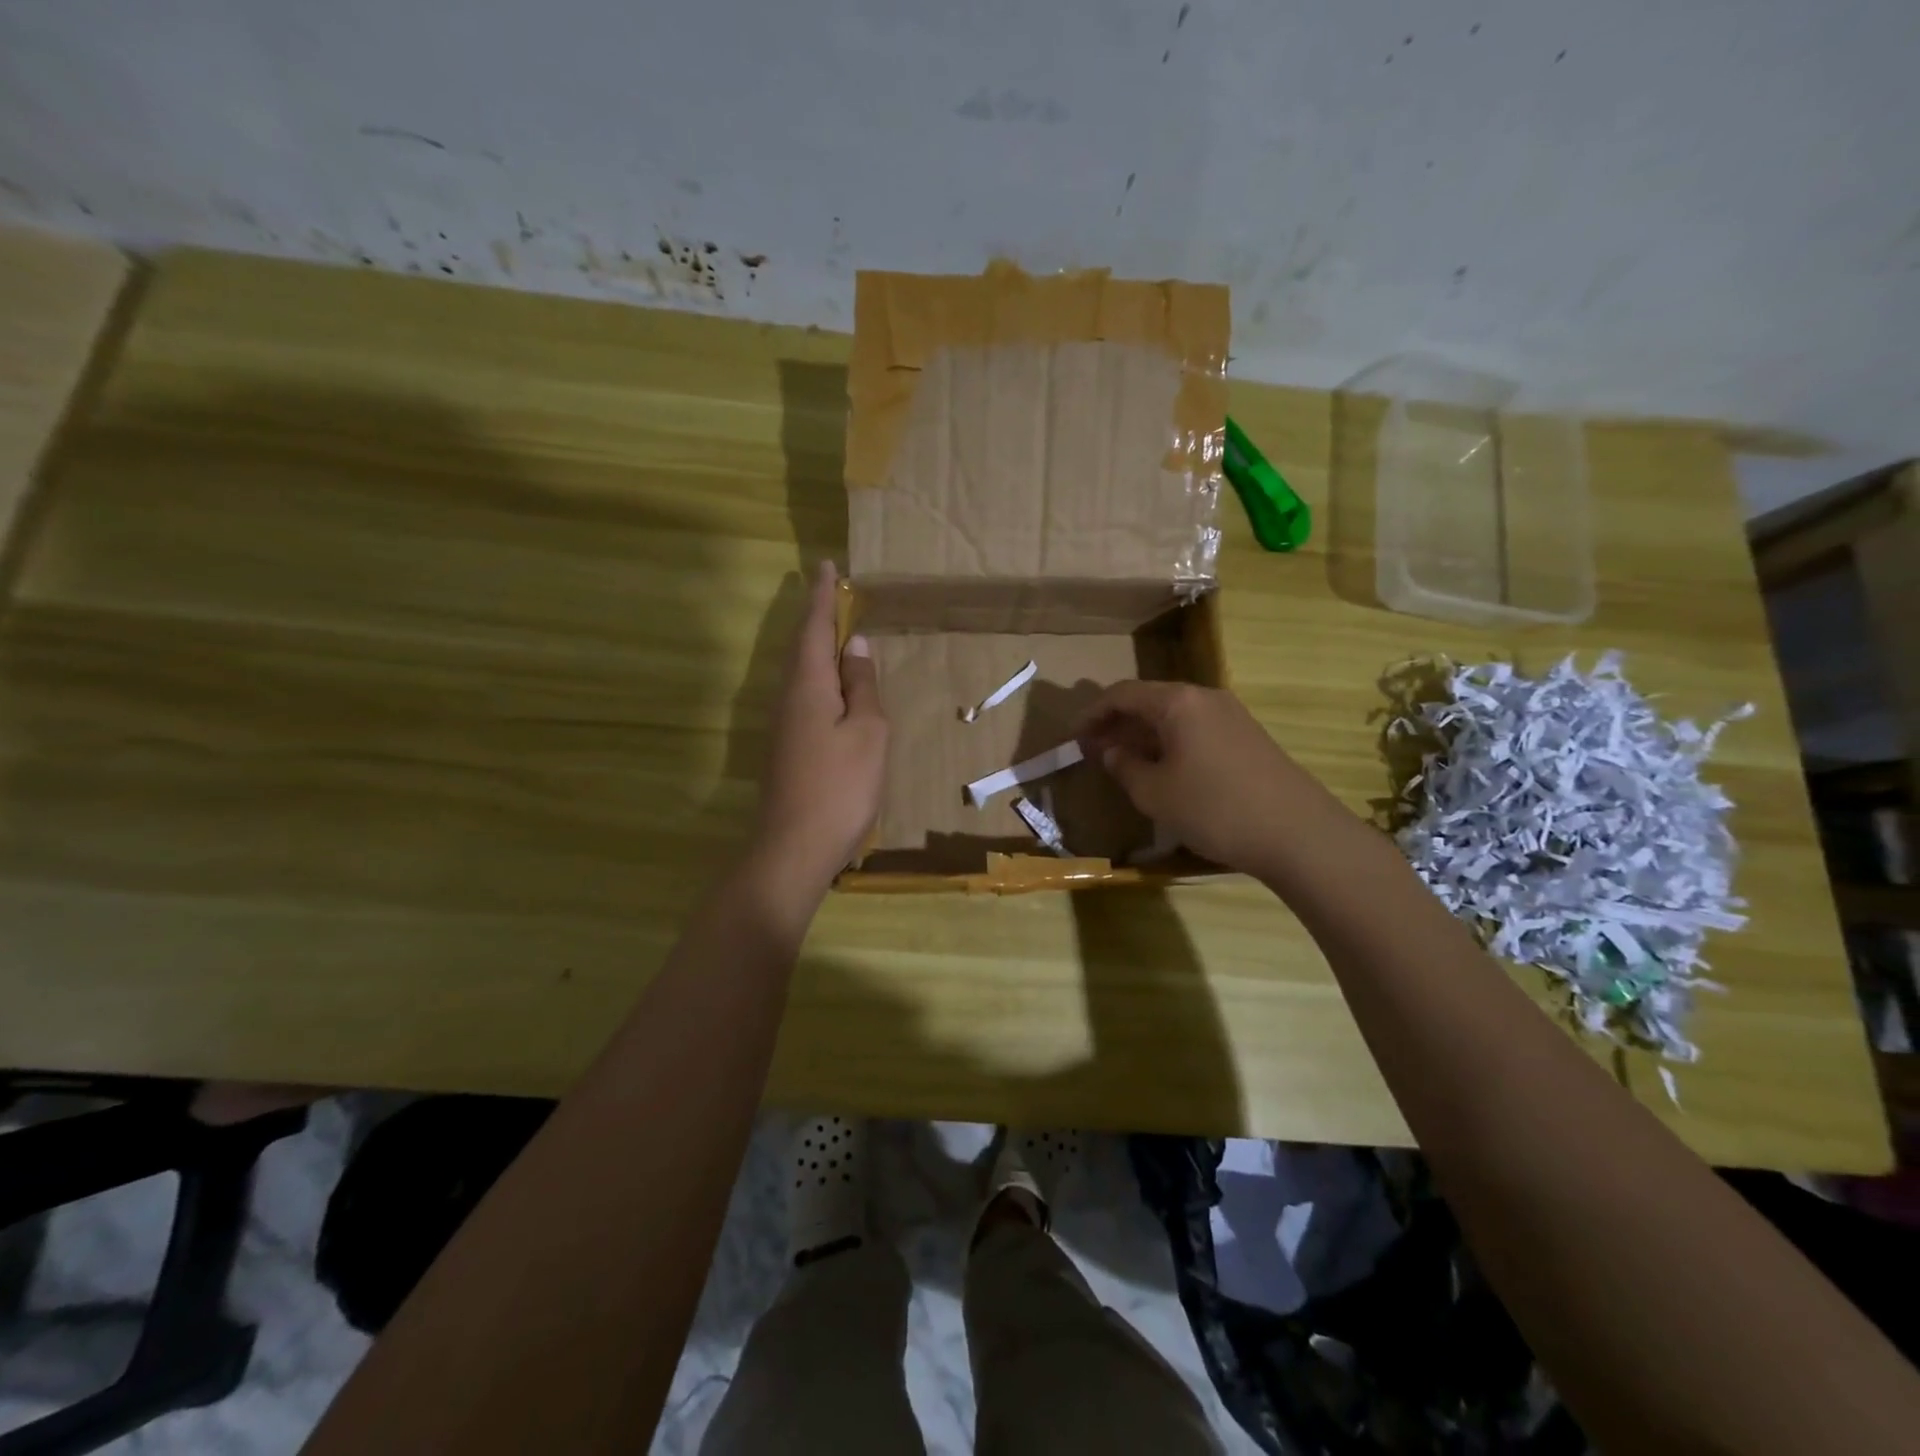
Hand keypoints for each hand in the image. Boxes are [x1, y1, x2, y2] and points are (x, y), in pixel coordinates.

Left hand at [751, 561, 887, 895]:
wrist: (793, 848)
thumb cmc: (840, 787)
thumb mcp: (867, 732)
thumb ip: (862, 686)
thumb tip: (856, 645)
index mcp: (807, 685)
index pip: (814, 628)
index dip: (823, 597)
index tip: (828, 566)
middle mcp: (787, 697)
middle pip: (801, 646)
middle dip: (816, 616)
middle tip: (833, 592)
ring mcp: (783, 724)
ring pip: (799, 671)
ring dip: (816, 645)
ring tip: (836, 630)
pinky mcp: (786, 746)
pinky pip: (802, 693)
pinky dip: (818, 675)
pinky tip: (832, 684)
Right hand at [1076, 681, 1346, 876]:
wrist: (1297, 832)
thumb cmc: (1214, 808)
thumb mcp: (1154, 793)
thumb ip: (1125, 767)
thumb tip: (1112, 751)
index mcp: (1177, 702)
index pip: (1121, 693)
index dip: (1092, 713)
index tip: (1073, 737)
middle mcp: (1204, 697)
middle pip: (1149, 699)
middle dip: (1117, 723)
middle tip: (1095, 750)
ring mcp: (1231, 715)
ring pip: (1173, 715)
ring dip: (1144, 733)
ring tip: (1125, 761)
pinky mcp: (1247, 736)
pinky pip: (1195, 728)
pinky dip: (1170, 742)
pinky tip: (1165, 769)